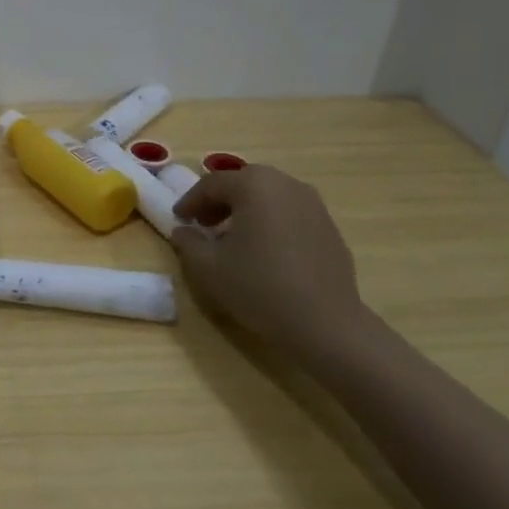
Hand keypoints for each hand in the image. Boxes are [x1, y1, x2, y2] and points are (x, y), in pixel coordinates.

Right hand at [171, 163, 367, 355]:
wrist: (326, 325)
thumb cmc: (259, 287)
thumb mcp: (207, 267)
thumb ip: (188, 242)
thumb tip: (184, 231)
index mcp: (254, 185)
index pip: (212, 184)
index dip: (190, 201)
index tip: (178, 219)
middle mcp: (286, 185)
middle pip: (243, 183)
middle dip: (219, 201)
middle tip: (203, 224)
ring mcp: (314, 205)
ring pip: (269, 197)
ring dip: (246, 210)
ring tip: (233, 237)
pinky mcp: (330, 228)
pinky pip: (290, 214)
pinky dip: (271, 222)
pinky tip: (265, 251)